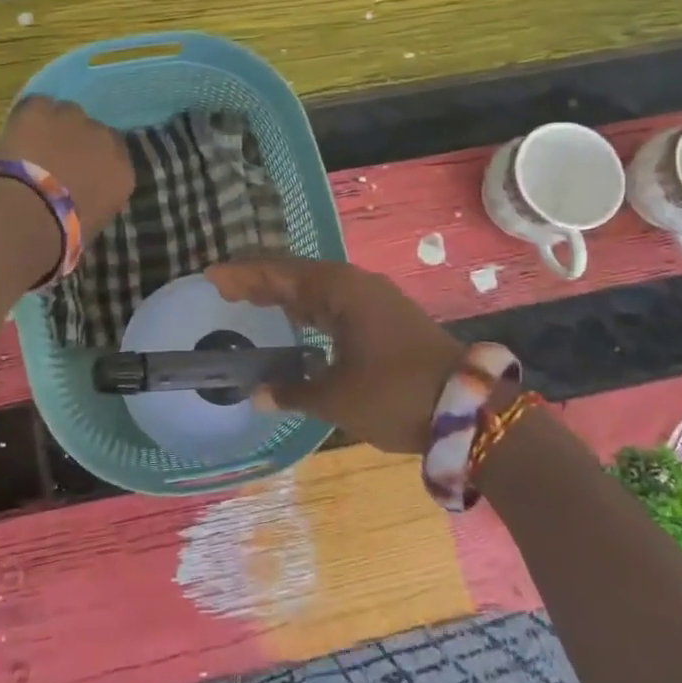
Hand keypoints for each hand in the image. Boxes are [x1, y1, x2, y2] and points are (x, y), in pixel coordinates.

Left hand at [0, 96, 134, 239]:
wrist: (26, 217)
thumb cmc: (61, 235)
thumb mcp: (93, 223)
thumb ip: (96, 199)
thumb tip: (85, 195)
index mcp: (122, 173)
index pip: (115, 155)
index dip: (93, 160)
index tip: (77, 172)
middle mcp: (105, 139)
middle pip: (93, 131)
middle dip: (77, 142)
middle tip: (53, 160)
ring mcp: (73, 120)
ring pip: (67, 113)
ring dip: (54, 126)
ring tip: (32, 145)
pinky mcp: (40, 110)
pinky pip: (37, 105)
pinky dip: (28, 117)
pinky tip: (16, 134)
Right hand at [207, 258, 463, 454]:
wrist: (469, 408)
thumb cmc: (394, 394)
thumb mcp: (337, 397)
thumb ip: (293, 390)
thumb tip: (258, 393)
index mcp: (339, 289)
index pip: (279, 273)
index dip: (243, 275)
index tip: (211, 276)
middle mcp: (355, 285)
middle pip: (296, 275)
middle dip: (259, 281)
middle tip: (224, 289)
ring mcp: (374, 300)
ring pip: (317, 289)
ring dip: (284, 294)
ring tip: (251, 301)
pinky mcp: (386, 318)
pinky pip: (335, 303)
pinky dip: (308, 309)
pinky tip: (297, 322)